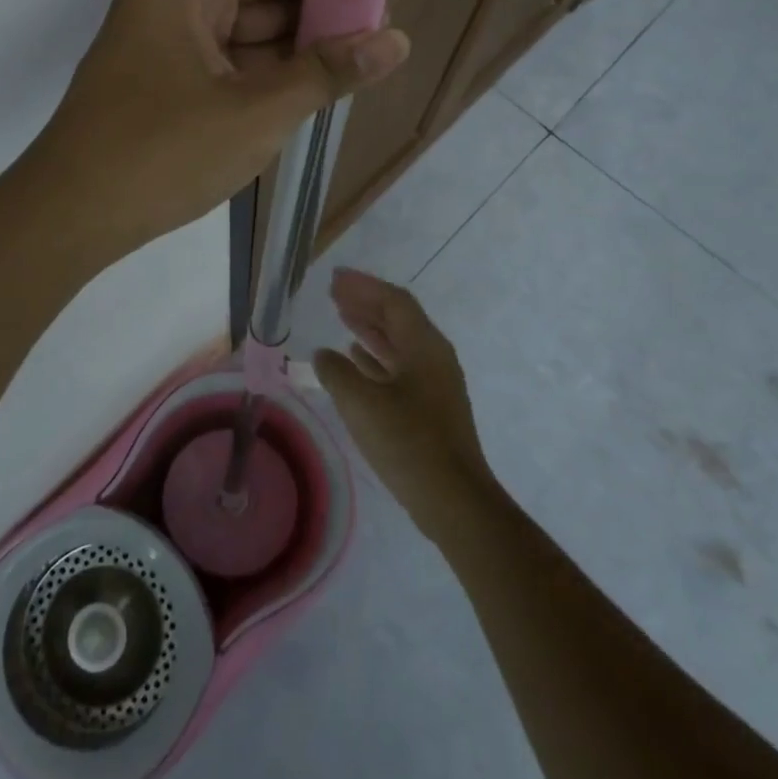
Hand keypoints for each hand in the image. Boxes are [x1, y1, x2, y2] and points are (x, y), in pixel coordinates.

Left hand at [27, 0, 409, 257]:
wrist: (69, 218)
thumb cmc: (164, 154)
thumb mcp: (257, 113)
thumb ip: (327, 73)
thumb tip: (397, 39)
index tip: (376, 4)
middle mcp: (163, 6)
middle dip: (310, 23)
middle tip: (372, 47)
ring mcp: (153, 49)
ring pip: (234, 39)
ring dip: (284, 58)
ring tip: (346, 76)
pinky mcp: (150, 87)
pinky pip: (214, 69)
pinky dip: (252, 82)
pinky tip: (294, 101)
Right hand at [315, 269, 495, 538]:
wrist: (454, 500)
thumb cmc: (408, 443)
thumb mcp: (361, 403)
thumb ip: (337, 372)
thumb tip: (323, 355)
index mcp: (424, 346)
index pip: (393, 301)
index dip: (363, 286)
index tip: (335, 278)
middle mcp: (434, 357)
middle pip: (398, 318)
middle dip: (366, 302)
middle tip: (334, 292)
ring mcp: (434, 383)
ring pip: (398, 342)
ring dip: (369, 327)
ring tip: (341, 316)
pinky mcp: (430, 407)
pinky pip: (399, 366)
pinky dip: (375, 356)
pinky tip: (355, 358)